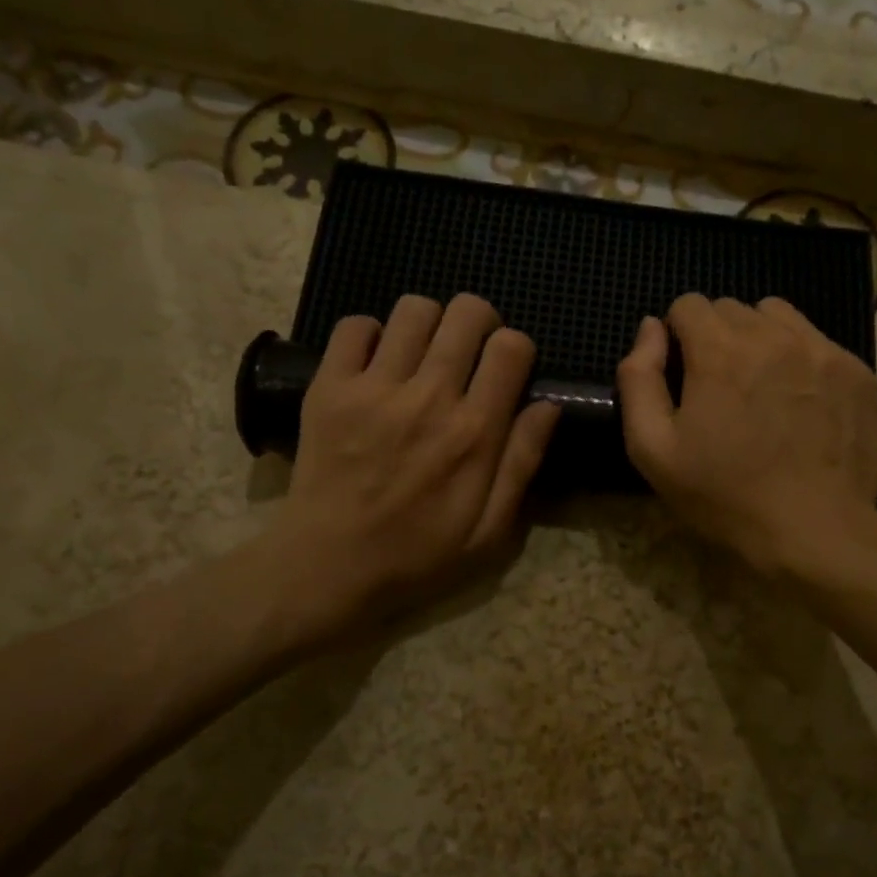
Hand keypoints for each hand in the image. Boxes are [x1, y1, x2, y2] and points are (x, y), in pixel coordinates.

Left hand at [268, 294, 559, 638]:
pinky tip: (377, 363)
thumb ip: (522, 463)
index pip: (512, 348)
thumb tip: (548, 404)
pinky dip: (371, 334)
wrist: (328, 567)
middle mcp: (429, 398)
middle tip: (469, 352)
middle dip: (479, 322)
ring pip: (414, 308)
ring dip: (429, 323)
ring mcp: (374, 388)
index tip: (506, 370)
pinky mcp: (329, 387)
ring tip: (423, 354)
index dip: (517, 348)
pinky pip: (355, 326)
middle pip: (467, 313)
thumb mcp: (490, 531)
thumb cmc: (417, 554)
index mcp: (475, 432)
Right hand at [617, 294, 876, 574]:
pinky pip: (816, 340)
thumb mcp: (653, 448)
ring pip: (776, 316)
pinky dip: (798, 357)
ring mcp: (821, 349)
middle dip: (716, 337)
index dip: (677, 336)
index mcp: (719, 350)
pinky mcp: (856, 370)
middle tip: (720, 389)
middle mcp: (772, 335)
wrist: (815, 530)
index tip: (683, 376)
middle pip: (731, 308)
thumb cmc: (724, 495)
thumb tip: (650, 328)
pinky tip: (799, 401)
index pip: (688, 304)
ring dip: (758, 338)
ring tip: (760, 386)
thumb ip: (639, 378)